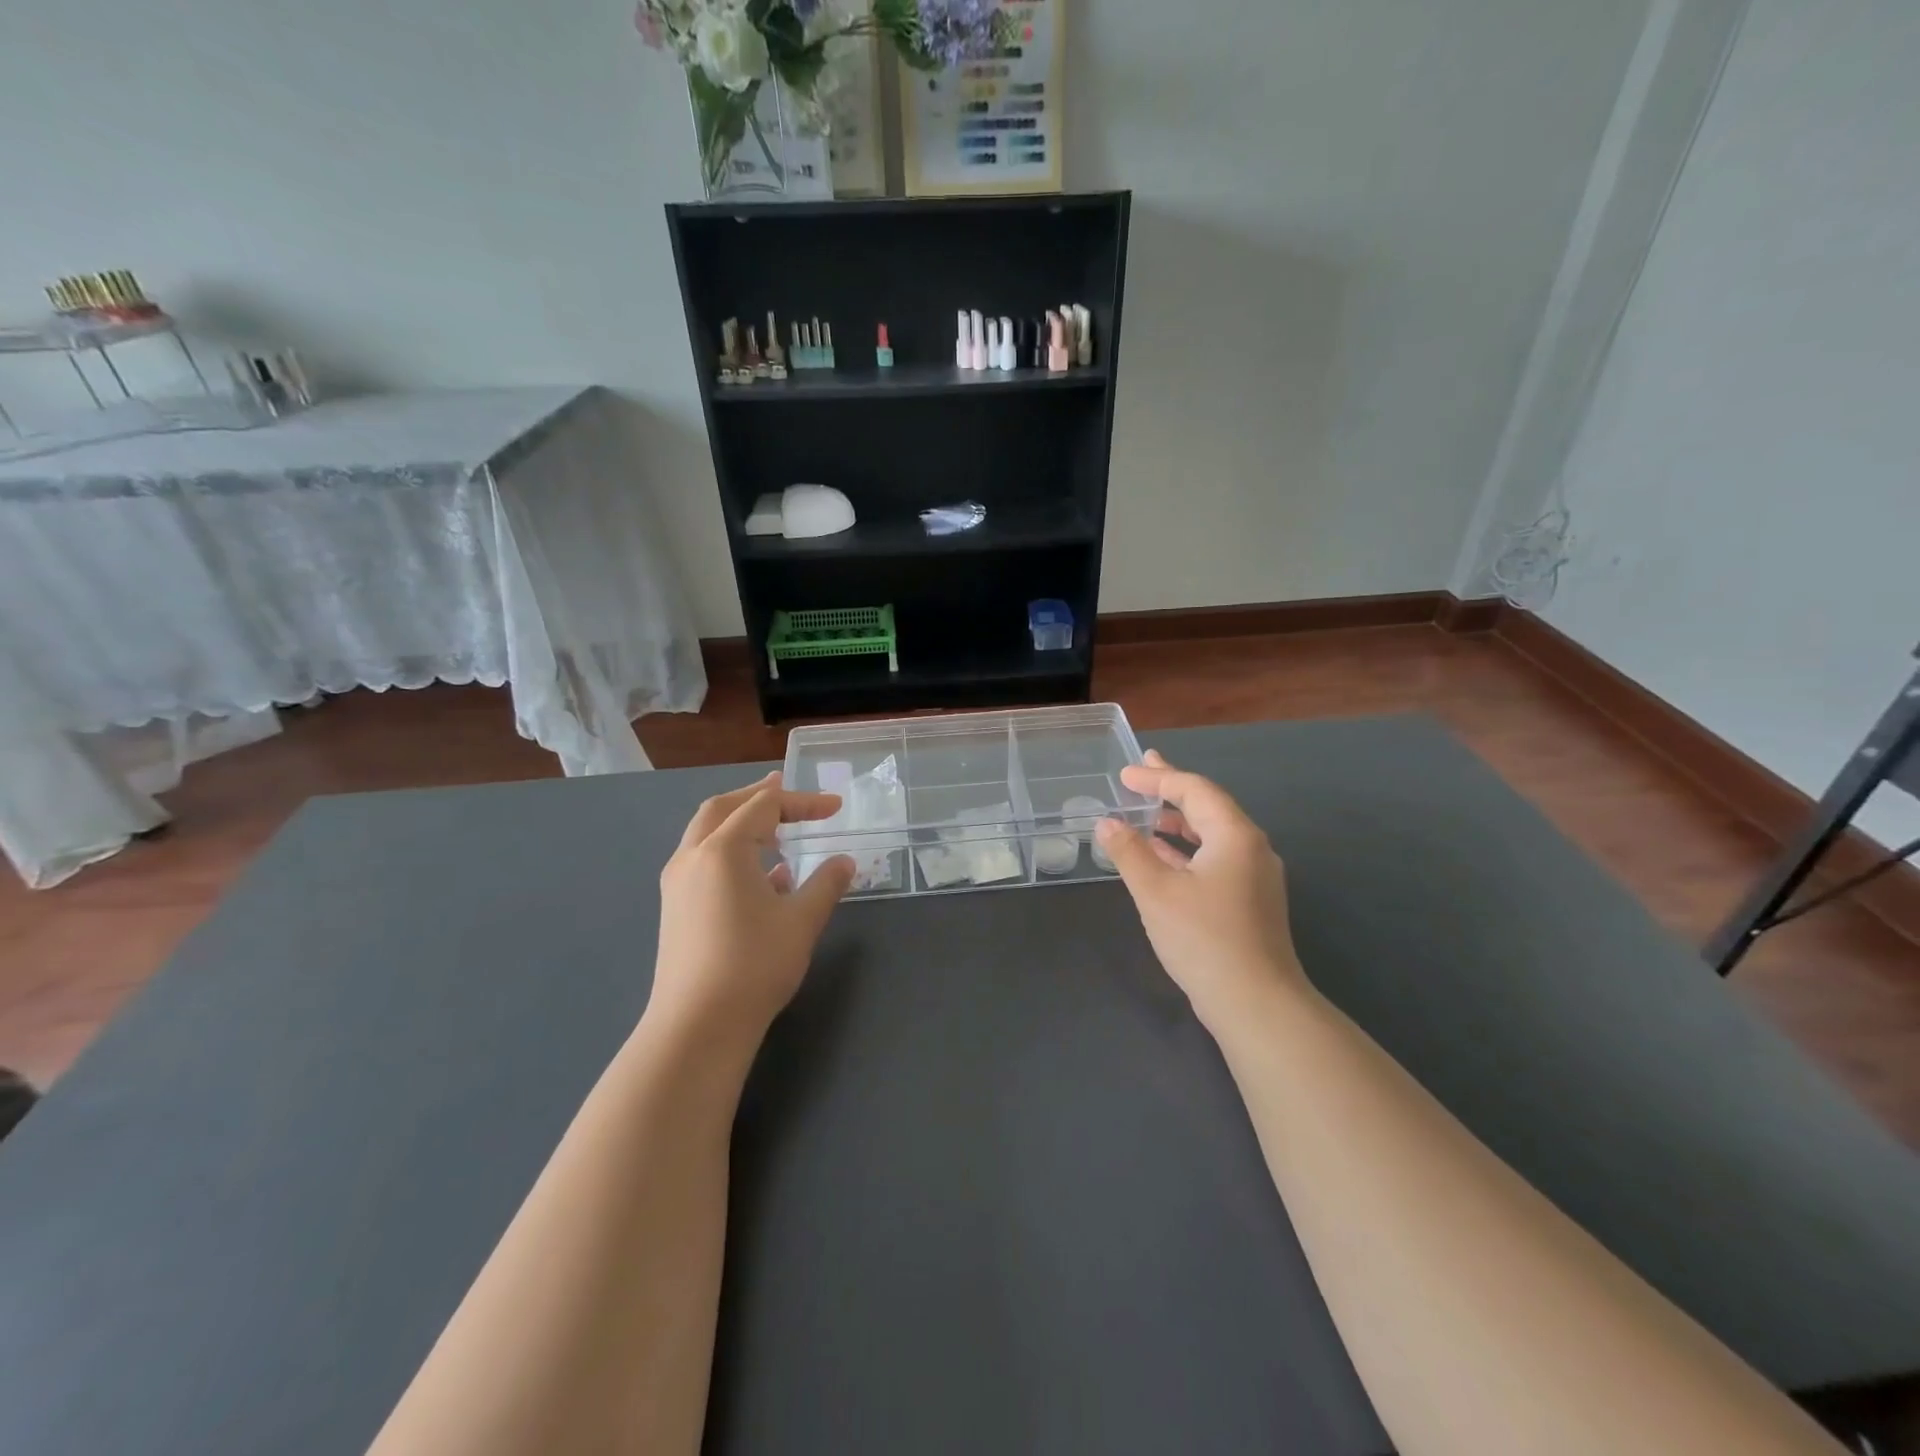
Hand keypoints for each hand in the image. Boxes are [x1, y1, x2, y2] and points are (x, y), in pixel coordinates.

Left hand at [649, 772, 855, 1053]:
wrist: (698, 1025)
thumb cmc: (754, 965)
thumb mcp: (802, 920)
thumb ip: (826, 883)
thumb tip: (845, 861)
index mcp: (723, 849)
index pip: (765, 806)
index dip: (804, 802)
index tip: (836, 809)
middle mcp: (693, 856)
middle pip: (724, 807)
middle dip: (758, 796)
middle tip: (787, 792)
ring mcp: (677, 883)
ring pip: (707, 833)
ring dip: (741, 822)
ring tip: (775, 829)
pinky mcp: (675, 908)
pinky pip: (703, 860)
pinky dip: (730, 850)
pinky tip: (761, 876)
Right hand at [1094, 750, 1308, 1031]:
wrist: (1257, 1004)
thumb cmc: (1204, 939)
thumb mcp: (1155, 891)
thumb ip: (1129, 851)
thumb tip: (1107, 823)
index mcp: (1234, 835)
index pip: (1195, 790)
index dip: (1158, 778)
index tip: (1125, 774)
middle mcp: (1251, 848)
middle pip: (1208, 807)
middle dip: (1172, 790)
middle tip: (1142, 772)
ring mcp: (1255, 877)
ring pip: (1212, 835)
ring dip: (1178, 823)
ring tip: (1147, 814)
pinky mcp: (1251, 902)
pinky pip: (1215, 859)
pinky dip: (1187, 851)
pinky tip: (1163, 858)